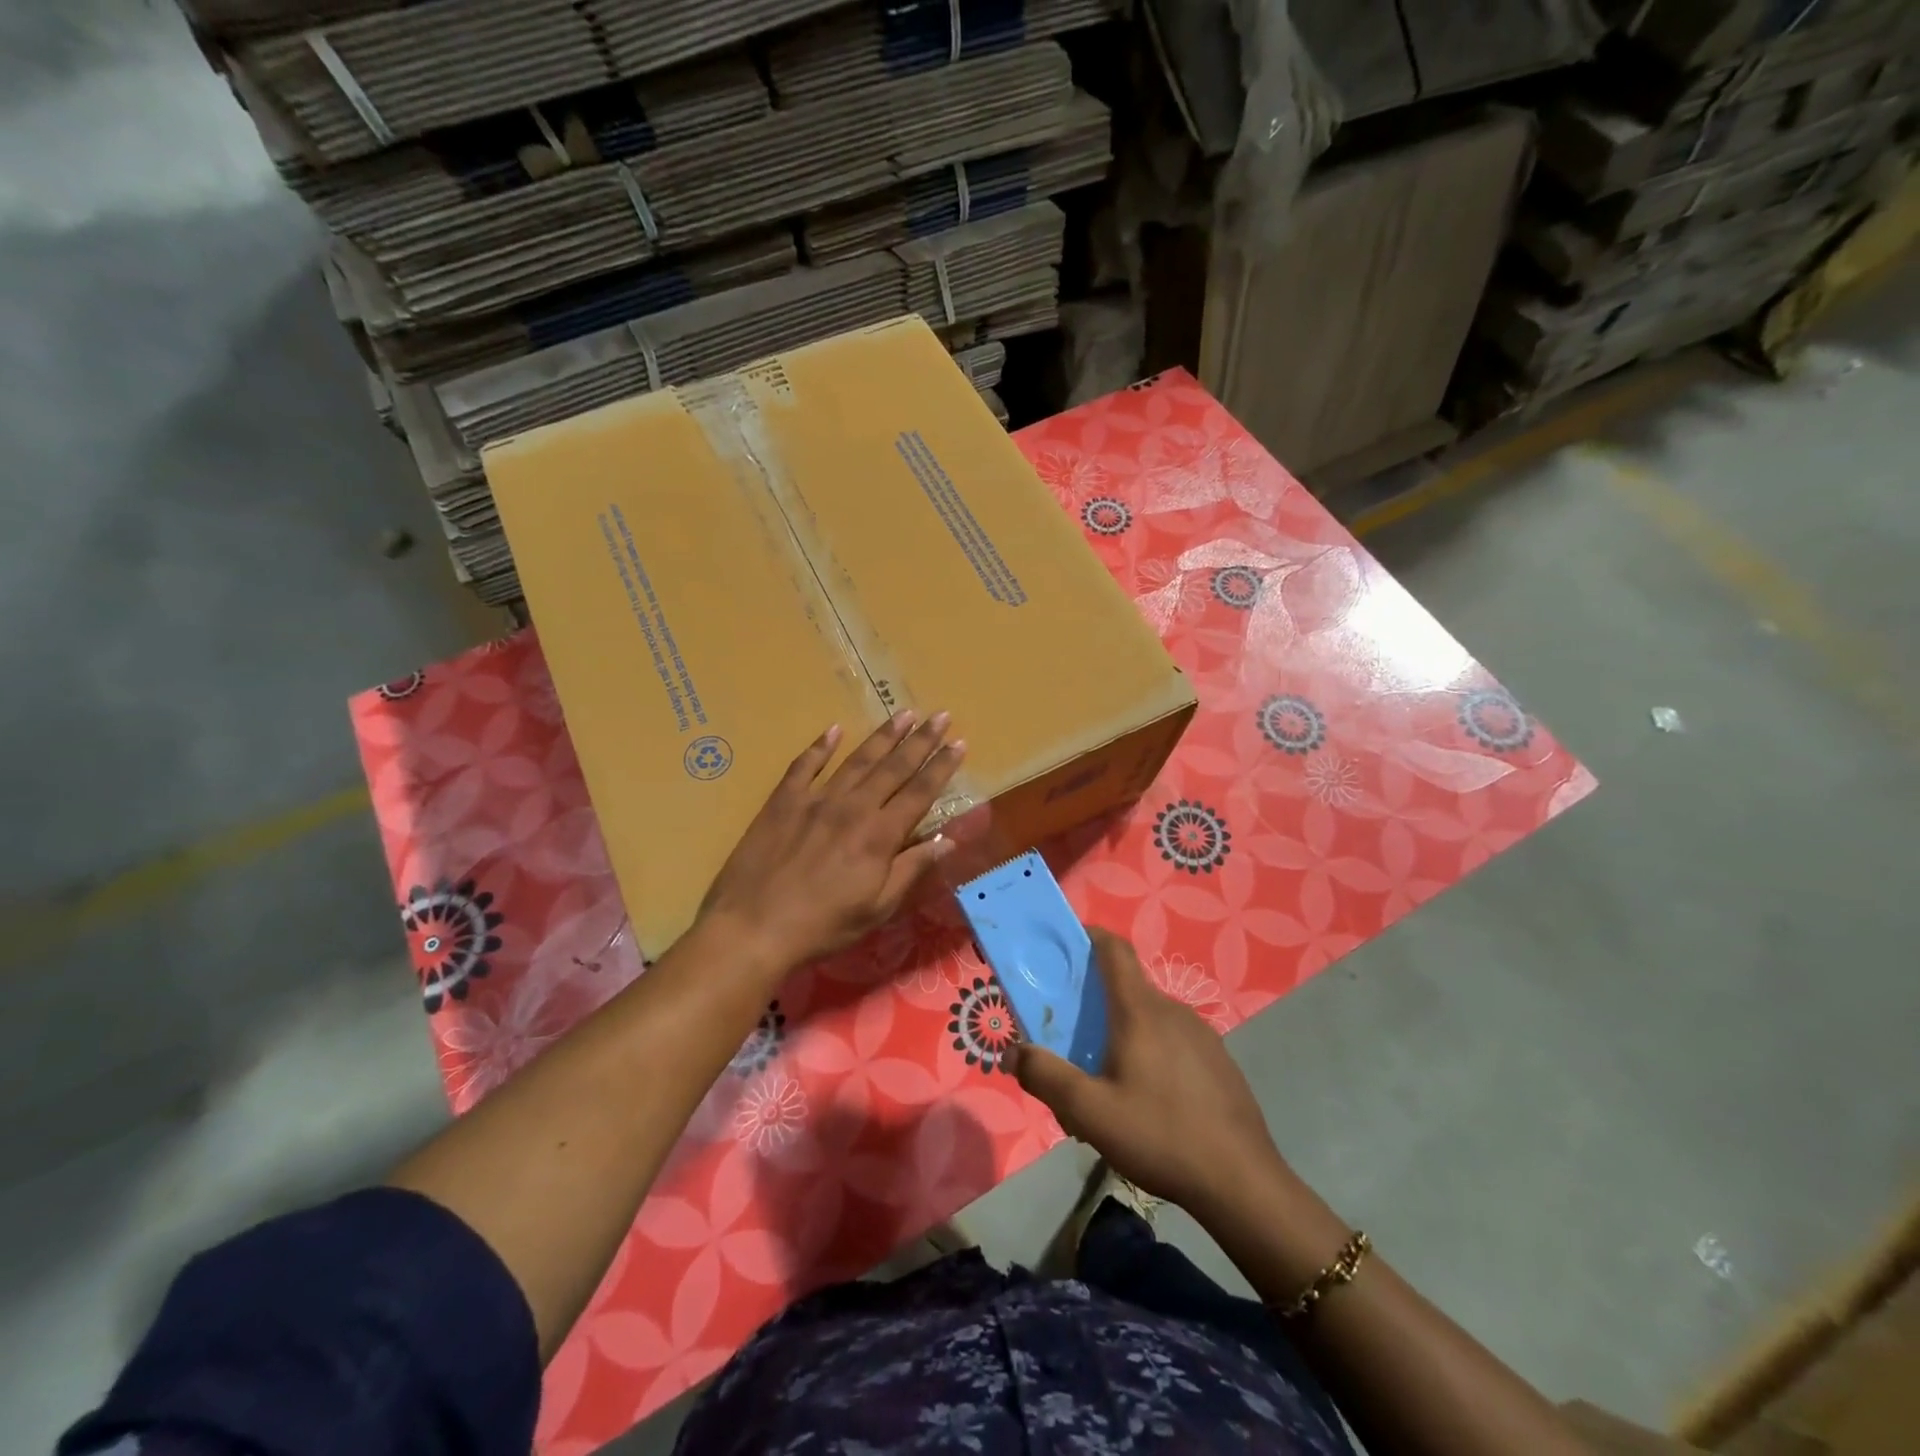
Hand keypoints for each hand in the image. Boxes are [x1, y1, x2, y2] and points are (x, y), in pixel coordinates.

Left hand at [698, 712, 965, 974]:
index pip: (920, 792)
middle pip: (894, 767)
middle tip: (940, 715)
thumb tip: (948, 841)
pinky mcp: (783, 801)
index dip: (942, 767)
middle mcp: (853, 807)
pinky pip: (805, 766)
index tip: (959, 743)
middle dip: (921, 740)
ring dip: (883, 736)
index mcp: (879, 835)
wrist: (753, 927)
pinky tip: (833, 730)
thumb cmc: (822, 926)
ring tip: (903, 714)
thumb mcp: (877, 908)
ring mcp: (815, 800)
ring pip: (857, 760)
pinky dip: (820, 747)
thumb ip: (911, 869)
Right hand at [1010, 929, 1284, 1216]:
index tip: (1065, 944)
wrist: (1242, 1182)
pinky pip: (1173, 1040)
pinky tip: (1148, 1098)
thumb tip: (1011, 1052)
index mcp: (1140, 1010)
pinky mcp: (1218, 1061)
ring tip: (1107, 1075)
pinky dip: (1151, 1050)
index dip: (1089, 936)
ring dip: (1123, 1030)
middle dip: (1096, 1000)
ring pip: (1151, 1017)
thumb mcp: (1089, 1112)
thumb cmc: (1160, 1135)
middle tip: (1072, 1034)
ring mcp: (1202, 1035)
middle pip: (1127, 987)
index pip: (1114, 949)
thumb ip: (1045, 1077)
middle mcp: (1173, 1010)